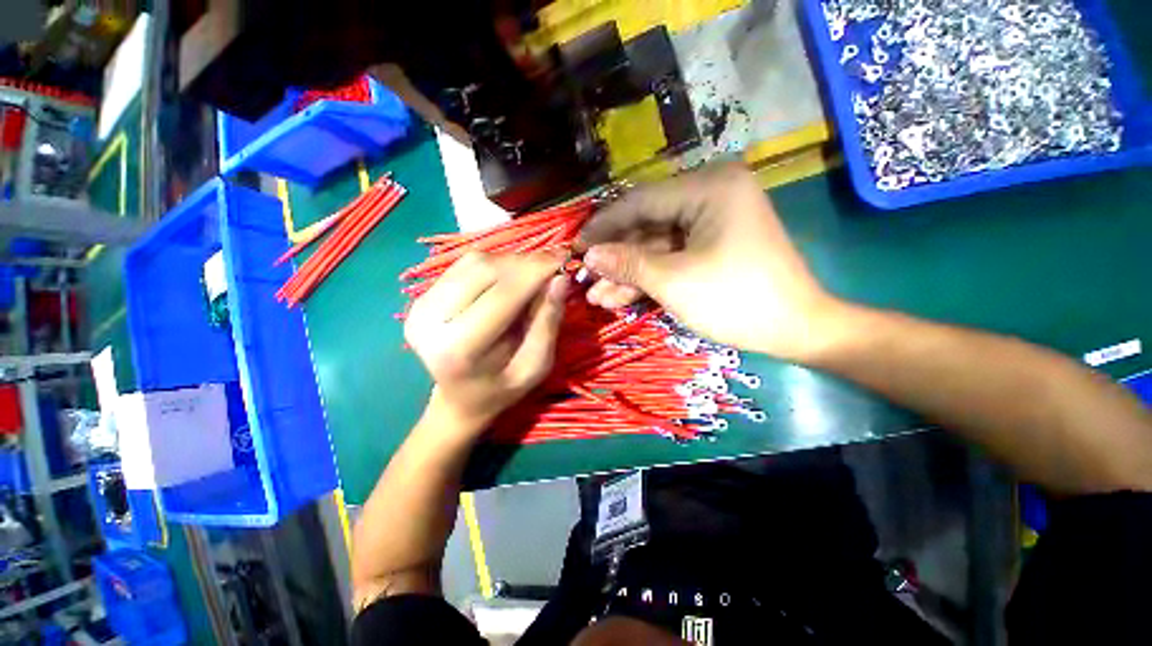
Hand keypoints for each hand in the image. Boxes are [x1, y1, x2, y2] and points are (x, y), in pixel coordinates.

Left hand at [404, 251, 567, 433]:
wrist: (460, 398)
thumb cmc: (502, 389)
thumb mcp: (535, 366)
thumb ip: (548, 323)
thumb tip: (560, 278)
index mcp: (458, 349)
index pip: (502, 296)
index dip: (536, 271)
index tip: (564, 257)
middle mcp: (429, 322)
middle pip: (484, 271)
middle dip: (525, 263)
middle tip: (553, 265)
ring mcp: (418, 306)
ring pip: (474, 262)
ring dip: (511, 261)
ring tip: (533, 274)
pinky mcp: (420, 297)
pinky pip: (464, 264)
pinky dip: (495, 264)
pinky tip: (510, 277)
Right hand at [579, 163, 842, 361]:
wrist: (794, 329)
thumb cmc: (734, 299)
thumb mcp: (672, 281)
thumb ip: (627, 263)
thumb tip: (589, 255)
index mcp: (707, 188)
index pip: (639, 202)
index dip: (603, 226)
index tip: (575, 247)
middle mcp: (708, 195)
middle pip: (645, 225)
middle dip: (614, 257)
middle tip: (584, 277)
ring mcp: (709, 223)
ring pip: (655, 246)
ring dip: (626, 273)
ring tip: (596, 297)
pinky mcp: (709, 246)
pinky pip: (670, 257)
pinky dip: (647, 277)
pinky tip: (618, 297)